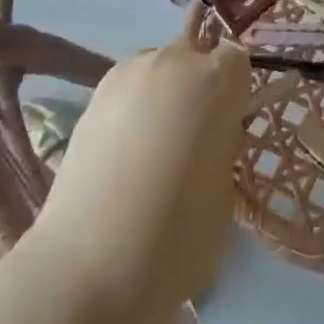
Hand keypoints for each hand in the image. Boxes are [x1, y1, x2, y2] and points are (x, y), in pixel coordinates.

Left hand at [34, 36, 249, 323]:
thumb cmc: (176, 236)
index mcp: (216, 80)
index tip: (228, 126)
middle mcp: (173, 62)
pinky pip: (127, 89)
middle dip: (198, 86)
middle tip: (191, 138)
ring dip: (163, 94)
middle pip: (195, 55)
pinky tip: (123, 153)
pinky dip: (132, 109)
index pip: (236, 58)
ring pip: (158, 68)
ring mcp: (127, 74)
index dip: (234, 91)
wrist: (87, 268)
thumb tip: (208, 140)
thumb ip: (221, 146)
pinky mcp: (92, 96)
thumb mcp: (224, 192)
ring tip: (151, 148)